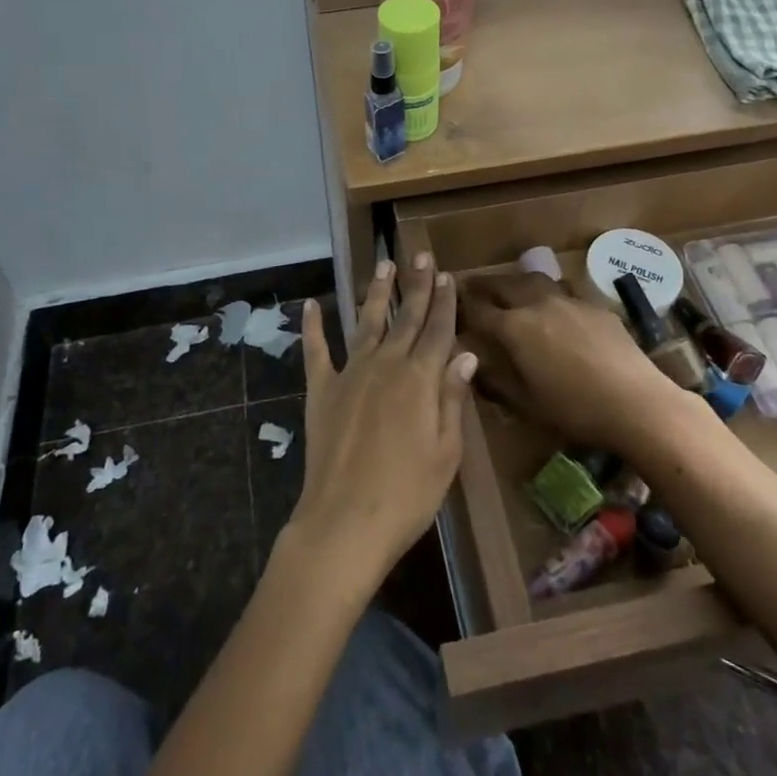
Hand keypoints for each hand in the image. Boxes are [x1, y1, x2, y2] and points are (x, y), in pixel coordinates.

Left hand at [283, 256, 476, 594]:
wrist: (345, 521)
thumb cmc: (407, 494)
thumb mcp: (446, 452)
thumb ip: (452, 398)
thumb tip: (465, 354)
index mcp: (419, 378)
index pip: (437, 330)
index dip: (444, 302)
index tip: (446, 275)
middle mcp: (386, 364)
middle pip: (405, 316)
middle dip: (416, 284)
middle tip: (420, 255)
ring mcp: (350, 373)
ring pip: (366, 321)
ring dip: (375, 292)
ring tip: (382, 265)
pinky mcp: (321, 388)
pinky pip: (316, 350)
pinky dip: (313, 326)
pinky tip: (311, 304)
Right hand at [458, 271, 680, 453]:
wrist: (637, 402)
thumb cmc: (575, 409)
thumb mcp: (527, 405)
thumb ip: (497, 383)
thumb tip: (474, 368)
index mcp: (515, 328)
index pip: (479, 310)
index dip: (462, 305)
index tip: (450, 301)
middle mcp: (537, 304)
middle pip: (503, 284)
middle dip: (484, 284)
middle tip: (471, 285)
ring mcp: (568, 300)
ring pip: (534, 280)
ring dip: (516, 282)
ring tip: (511, 288)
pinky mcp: (595, 305)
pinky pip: (564, 291)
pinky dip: (549, 294)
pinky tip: (555, 307)